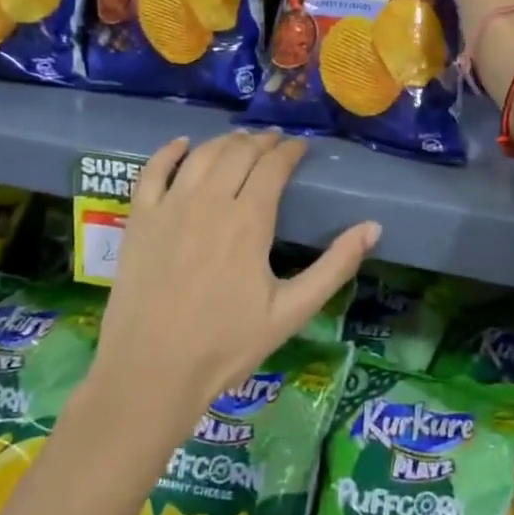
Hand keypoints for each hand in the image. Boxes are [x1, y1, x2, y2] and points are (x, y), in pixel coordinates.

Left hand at [93, 131, 378, 427]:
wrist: (151, 372)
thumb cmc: (226, 346)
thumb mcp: (291, 312)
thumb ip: (335, 267)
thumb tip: (373, 227)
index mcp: (249, 220)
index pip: (274, 166)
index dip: (290, 151)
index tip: (301, 147)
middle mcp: (210, 201)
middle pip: (238, 153)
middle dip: (261, 141)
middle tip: (275, 142)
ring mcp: (170, 207)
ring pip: (202, 155)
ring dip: (225, 141)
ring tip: (241, 141)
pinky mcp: (140, 220)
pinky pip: (153, 171)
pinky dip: (169, 151)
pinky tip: (183, 144)